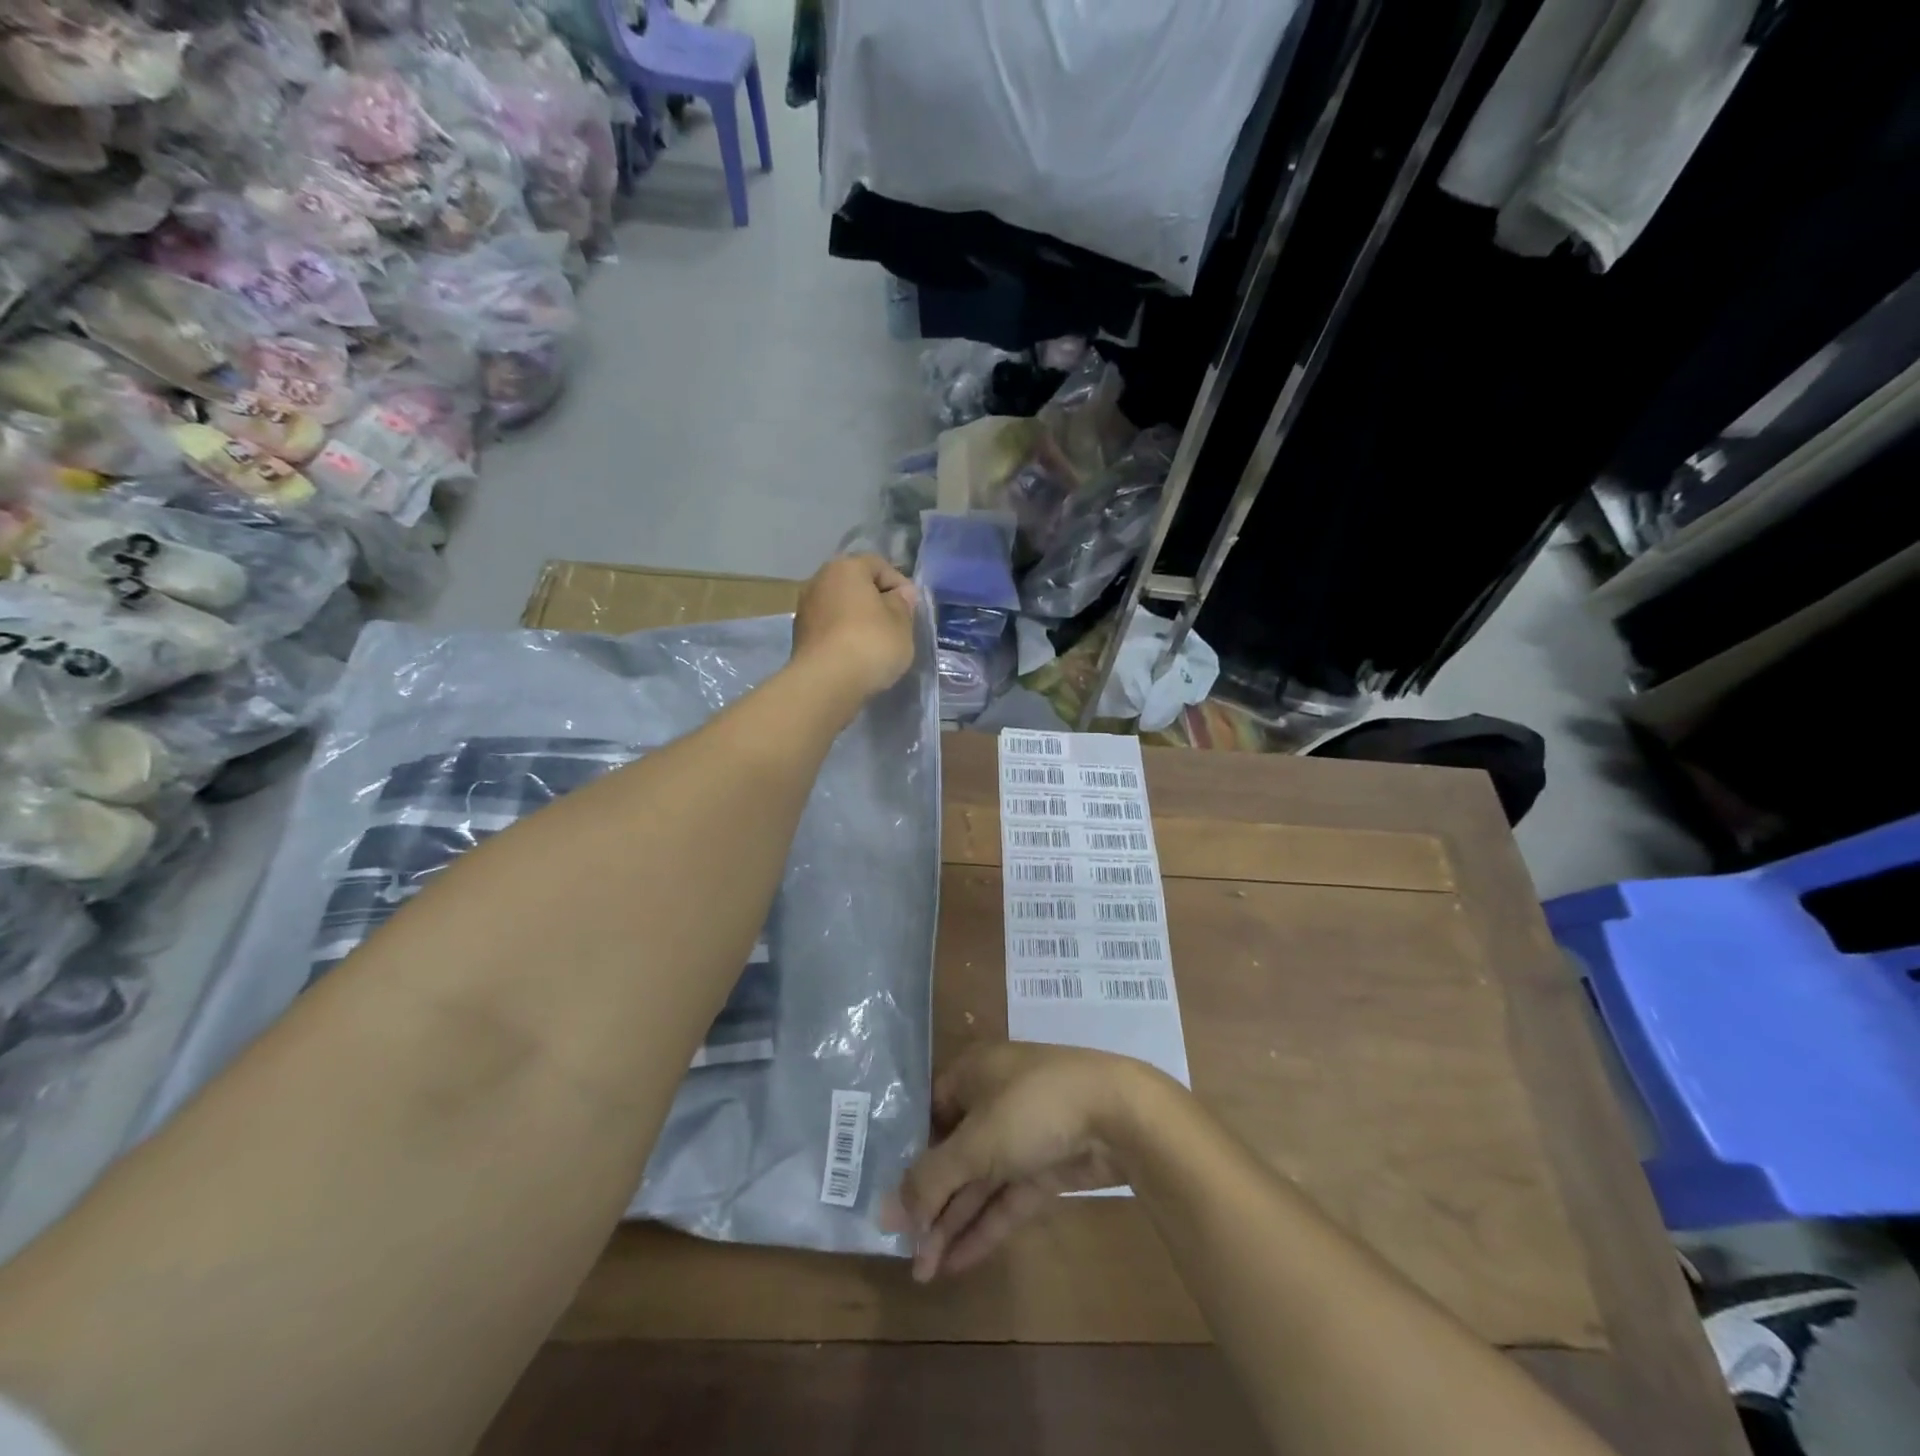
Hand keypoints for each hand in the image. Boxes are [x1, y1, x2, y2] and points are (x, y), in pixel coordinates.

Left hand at [791, 554, 917, 700]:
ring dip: (858, 619)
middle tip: (896, 624)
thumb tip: (899, 595)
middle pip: (855, 585)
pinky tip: (856, 655)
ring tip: (876, 643)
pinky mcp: (800, 636)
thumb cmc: (870, 643)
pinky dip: (844, 636)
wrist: (826, 683)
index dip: (899, 584)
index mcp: (845, 568)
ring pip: (841, 607)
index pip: (878, 565)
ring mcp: (805, 609)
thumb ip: (902, 604)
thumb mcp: (901, 623)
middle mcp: (819, 580)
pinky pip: (830, 628)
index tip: (912, 608)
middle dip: (876, 601)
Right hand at [884, 1043, 1167, 1281]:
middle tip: (906, 1253)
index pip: (928, 1114)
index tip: (888, 1202)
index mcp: (971, 1073)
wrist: (1118, 1113)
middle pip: (952, 1154)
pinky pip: (1006, 1197)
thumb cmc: (1032, 1107)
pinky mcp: (1046, 1165)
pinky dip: (984, 1226)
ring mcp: (1022, 1134)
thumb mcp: (975, 1142)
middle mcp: (992, 1098)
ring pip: (979, 1180)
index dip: (909, 1157)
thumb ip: (931, 1180)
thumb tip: (884, 1214)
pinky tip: (957, 1263)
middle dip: (931, 1202)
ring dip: (954, 1222)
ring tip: (924, 1271)